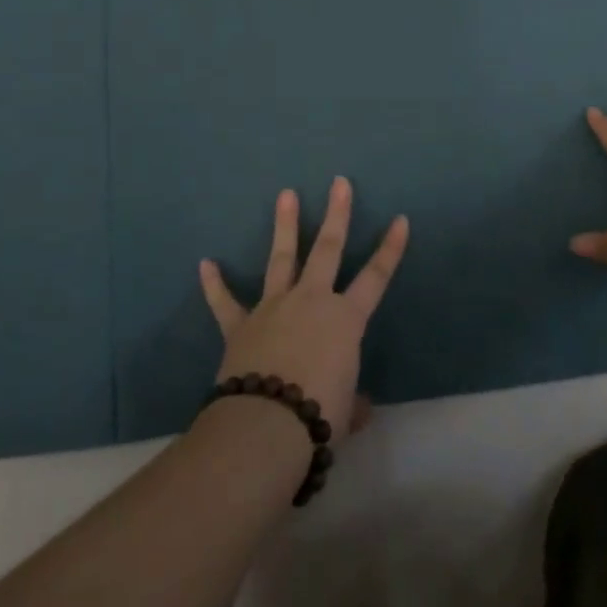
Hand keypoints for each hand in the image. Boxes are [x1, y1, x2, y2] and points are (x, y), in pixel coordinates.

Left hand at [198, 177, 407, 441]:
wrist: (266, 424)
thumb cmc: (318, 415)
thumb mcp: (345, 413)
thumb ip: (352, 403)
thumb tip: (359, 408)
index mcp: (345, 320)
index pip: (376, 277)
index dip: (390, 249)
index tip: (400, 219)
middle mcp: (312, 301)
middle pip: (327, 249)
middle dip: (337, 214)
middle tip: (339, 182)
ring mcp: (273, 307)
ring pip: (281, 258)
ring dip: (284, 226)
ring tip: (286, 193)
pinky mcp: (240, 325)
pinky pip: (225, 301)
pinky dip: (215, 284)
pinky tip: (206, 264)